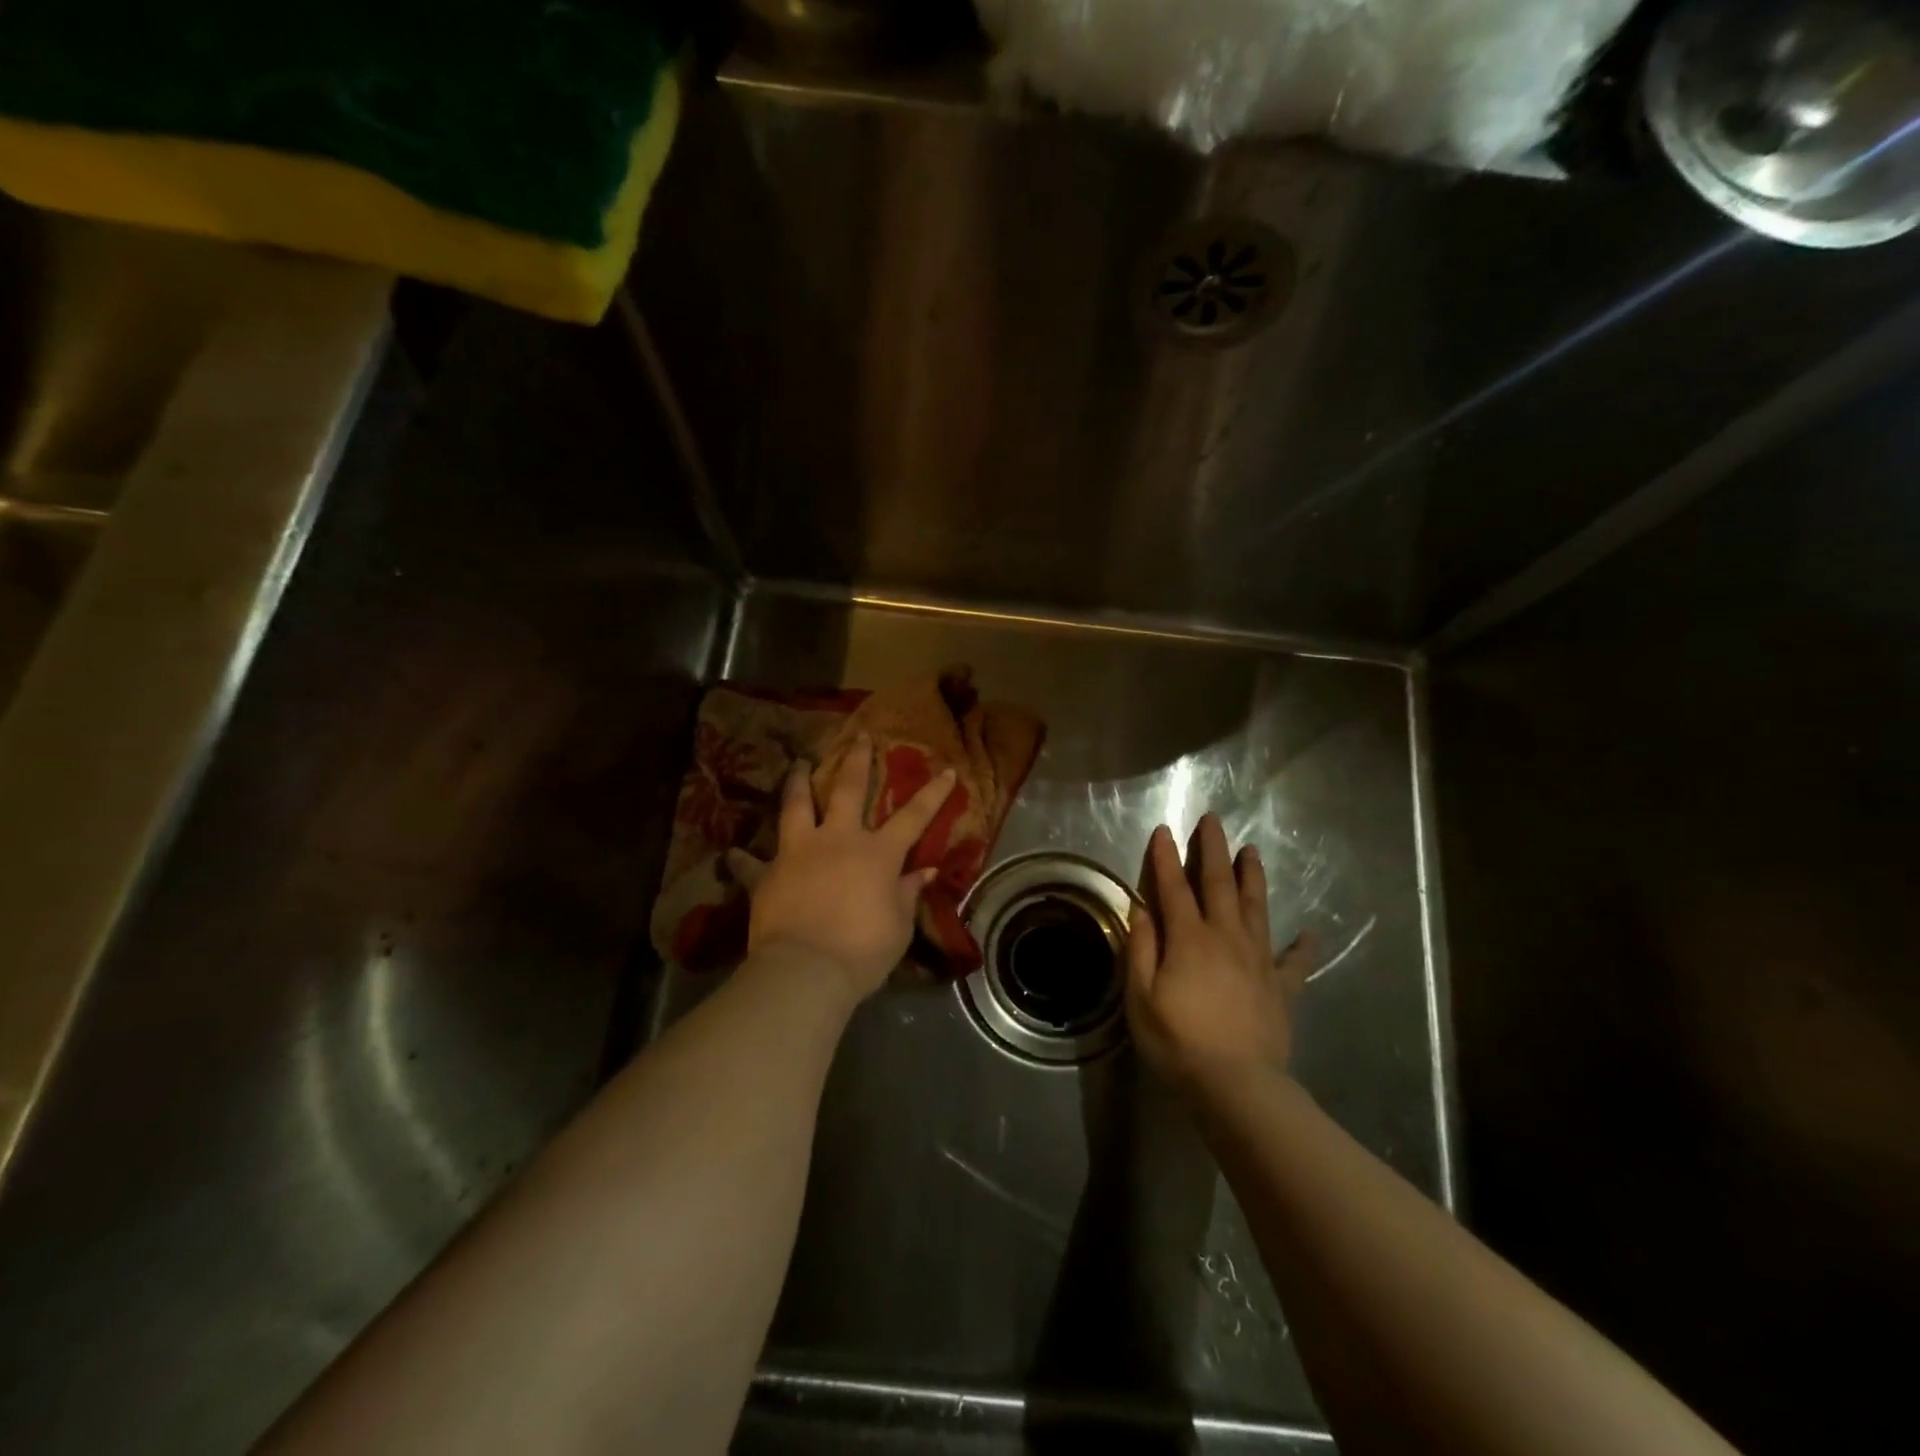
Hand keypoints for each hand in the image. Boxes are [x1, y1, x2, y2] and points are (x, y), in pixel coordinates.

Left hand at [728, 734, 956, 1003]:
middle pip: (849, 790)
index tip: (947, 770)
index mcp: (877, 853)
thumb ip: (909, 893)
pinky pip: (751, 863)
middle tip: (859, 737)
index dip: (933, 793)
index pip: (913, 817)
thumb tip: (926, 871)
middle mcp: (838, 840)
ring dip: (797, 782)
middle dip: (857, 761)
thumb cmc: (863, 950)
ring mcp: (798, 852)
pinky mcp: (766, 874)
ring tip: (797, 764)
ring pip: (796, 806)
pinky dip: (744, 858)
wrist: (806, 970)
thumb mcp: (899, 926)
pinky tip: (734, 853)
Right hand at [1125, 814, 1315, 1097]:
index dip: (1166, 857)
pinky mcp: (1281, 987)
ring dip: (1251, 877)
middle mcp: (1225, 937)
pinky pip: (1294, 961)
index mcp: (1189, 939)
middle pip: (1218, 884)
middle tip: (1213, 820)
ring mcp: (1258, 960)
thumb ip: (1141, 949)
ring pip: (1256, 907)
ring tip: (1251, 851)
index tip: (1164, 830)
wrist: (1238, 1086)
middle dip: (1213, 850)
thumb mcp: (1141, 997)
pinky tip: (1309, 934)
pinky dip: (1302, 946)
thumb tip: (1142, 909)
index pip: (1173, 887)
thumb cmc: (1179, 1041)